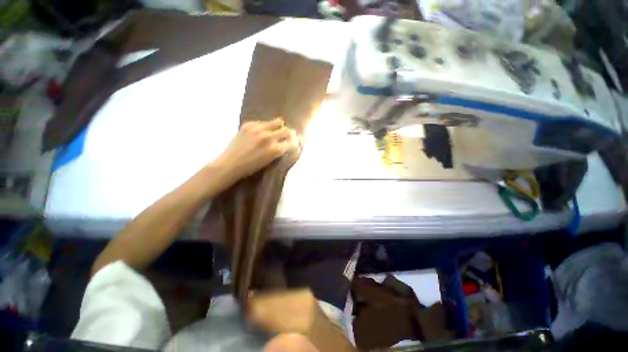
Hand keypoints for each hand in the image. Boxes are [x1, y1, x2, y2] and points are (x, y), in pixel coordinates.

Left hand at [214, 118, 297, 180]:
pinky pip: (263, 122)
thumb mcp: (269, 161)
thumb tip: (285, 142)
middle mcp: (269, 137)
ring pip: (277, 122)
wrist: (230, 164)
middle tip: (285, 136)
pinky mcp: (249, 124)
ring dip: (278, 127)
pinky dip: (265, 126)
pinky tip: (260, 132)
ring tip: (274, 131)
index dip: (294, 141)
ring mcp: (258, 129)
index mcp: (275, 150)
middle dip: (288, 133)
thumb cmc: (251, 167)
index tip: (293, 141)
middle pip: (287, 130)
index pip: (292, 142)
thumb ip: (279, 151)